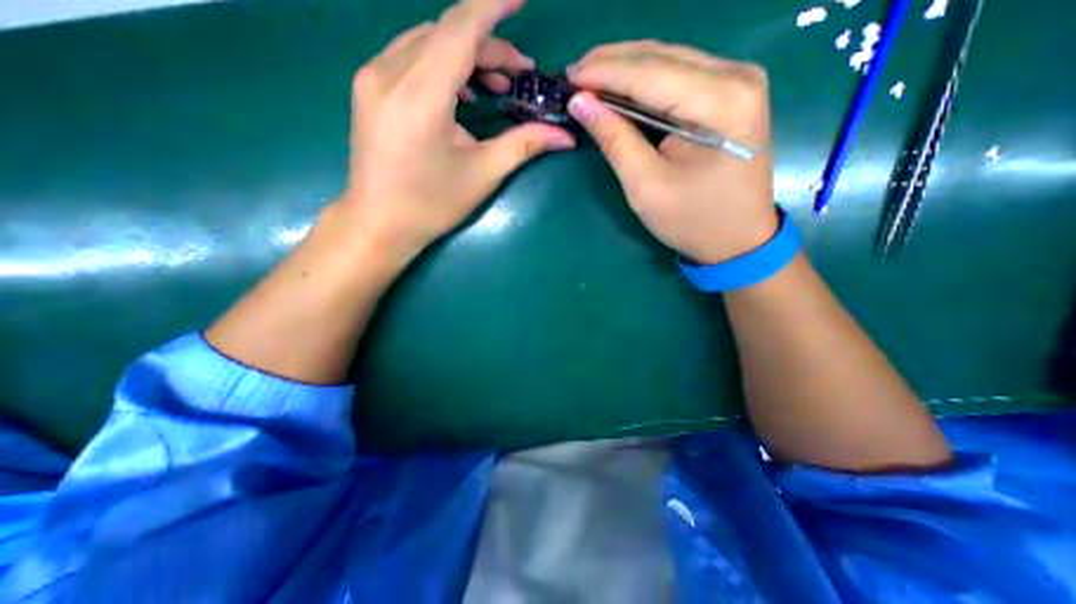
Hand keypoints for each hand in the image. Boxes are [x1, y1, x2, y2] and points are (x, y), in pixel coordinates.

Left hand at [336, 0, 576, 263]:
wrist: (379, 223)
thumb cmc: (431, 204)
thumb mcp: (483, 174)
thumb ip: (524, 145)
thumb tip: (565, 135)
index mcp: (420, 95)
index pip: (461, 27)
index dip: (495, 6)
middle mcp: (389, 72)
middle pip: (447, 34)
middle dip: (489, 47)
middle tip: (520, 76)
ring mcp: (373, 77)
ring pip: (428, 42)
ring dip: (466, 55)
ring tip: (496, 86)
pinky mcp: (369, 88)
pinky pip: (410, 57)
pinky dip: (442, 65)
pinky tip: (461, 93)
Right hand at [567, 41, 778, 261]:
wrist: (738, 239)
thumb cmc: (692, 220)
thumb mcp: (646, 186)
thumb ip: (614, 139)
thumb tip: (581, 102)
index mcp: (721, 102)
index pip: (649, 73)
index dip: (603, 72)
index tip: (567, 76)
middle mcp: (737, 76)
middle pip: (661, 56)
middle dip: (612, 63)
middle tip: (574, 75)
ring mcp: (738, 81)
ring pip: (669, 59)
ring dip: (626, 68)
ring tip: (590, 79)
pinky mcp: (731, 93)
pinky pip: (679, 75)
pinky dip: (645, 80)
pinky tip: (621, 87)